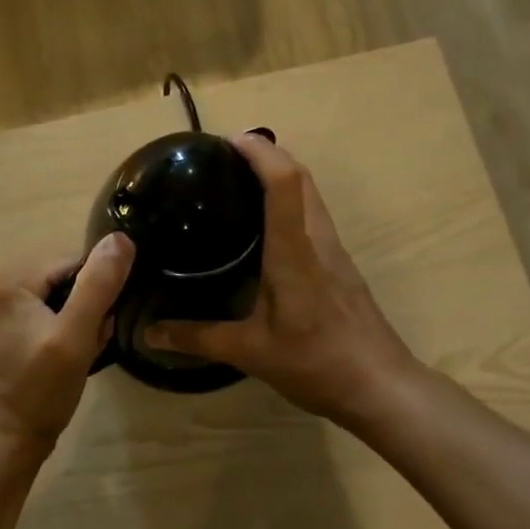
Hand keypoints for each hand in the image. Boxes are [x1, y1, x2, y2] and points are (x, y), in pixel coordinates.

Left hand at [0, 233, 135, 453]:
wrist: (3, 443)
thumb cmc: (39, 390)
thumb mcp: (76, 335)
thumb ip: (99, 284)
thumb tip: (121, 238)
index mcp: (9, 279)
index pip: (73, 262)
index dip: (97, 290)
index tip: (102, 325)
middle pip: (63, 278)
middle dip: (86, 306)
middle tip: (92, 343)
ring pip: (55, 297)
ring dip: (76, 320)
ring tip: (80, 352)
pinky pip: (41, 314)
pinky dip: (59, 329)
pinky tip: (64, 356)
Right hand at [144, 133, 421, 427]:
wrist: (381, 387)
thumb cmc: (316, 363)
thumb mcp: (250, 352)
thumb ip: (198, 338)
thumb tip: (148, 333)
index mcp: (295, 252)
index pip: (284, 183)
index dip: (259, 153)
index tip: (228, 141)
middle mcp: (318, 240)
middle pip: (302, 177)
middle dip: (269, 154)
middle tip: (227, 156)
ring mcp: (335, 251)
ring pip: (312, 194)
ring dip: (283, 174)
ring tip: (242, 180)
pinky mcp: (342, 266)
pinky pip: (315, 215)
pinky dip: (292, 200)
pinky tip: (268, 226)